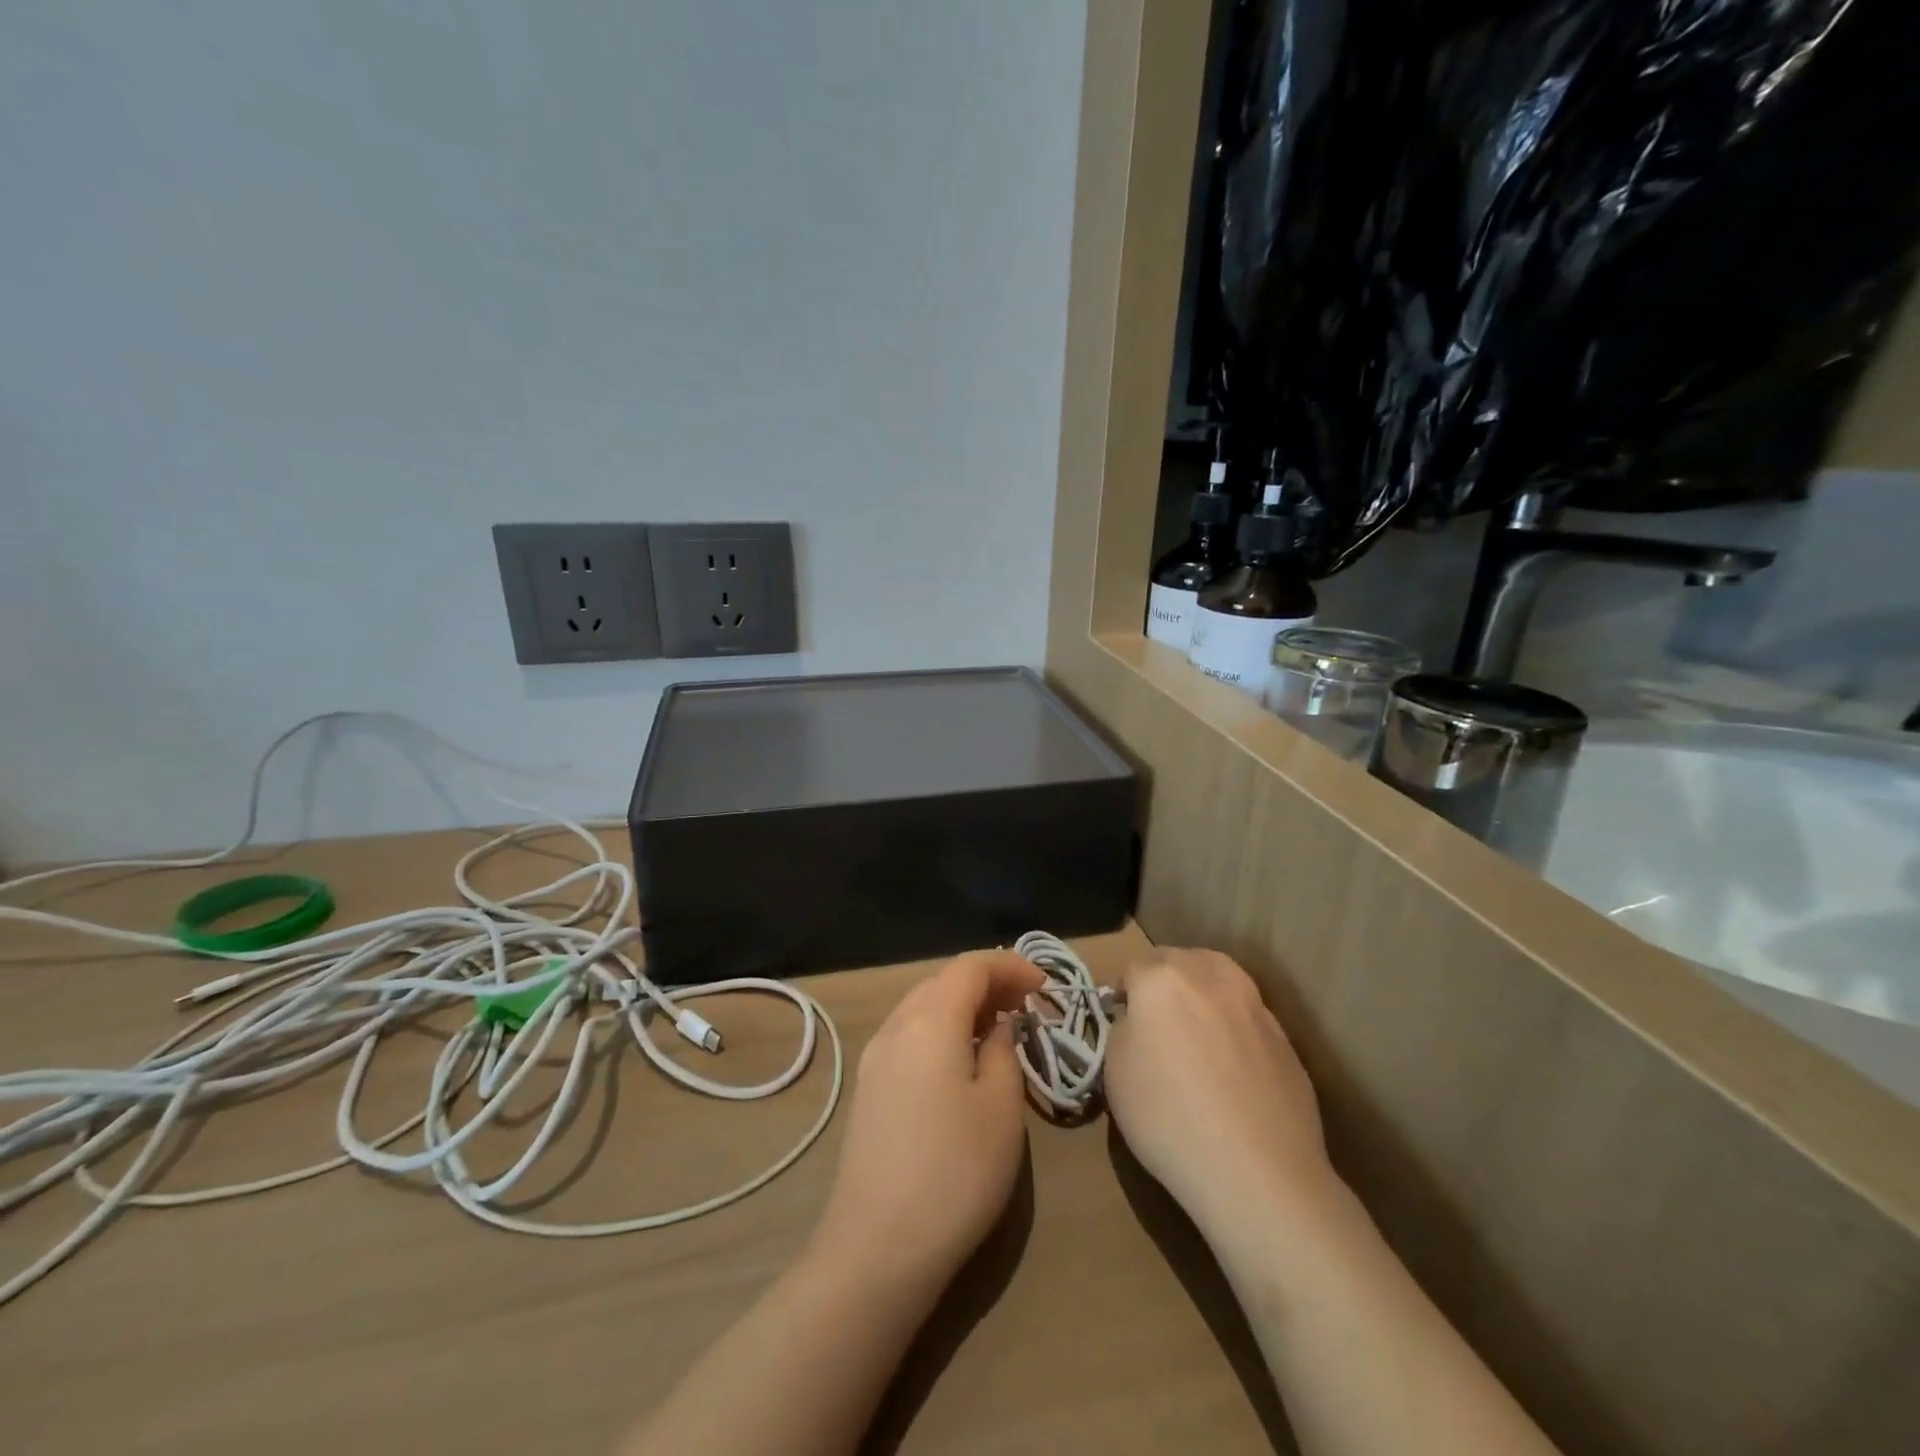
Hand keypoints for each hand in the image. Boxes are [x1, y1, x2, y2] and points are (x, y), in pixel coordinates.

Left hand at [809, 951, 1044, 1292]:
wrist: (877, 1248)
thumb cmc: (954, 1172)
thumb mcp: (1000, 1107)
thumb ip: (1002, 1051)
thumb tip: (996, 1029)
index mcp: (929, 1020)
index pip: (970, 966)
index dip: (1010, 965)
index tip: (1044, 987)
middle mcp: (895, 1026)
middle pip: (943, 980)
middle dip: (987, 983)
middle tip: (1026, 1006)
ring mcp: (875, 1058)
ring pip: (922, 1006)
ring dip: (962, 1005)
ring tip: (998, 1028)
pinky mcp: (868, 1088)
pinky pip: (909, 1034)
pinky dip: (941, 1029)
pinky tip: (960, 1060)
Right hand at [1104, 949, 1335, 1237]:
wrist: (1259, 1171)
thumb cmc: (1169, 1116)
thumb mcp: (1114, 1071)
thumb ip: (1123, 1029)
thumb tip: (1137, 1020)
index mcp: (1163, 978)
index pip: (1133, 967)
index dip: (1123, 993)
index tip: (1121, 1022)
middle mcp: (1211, 976)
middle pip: (1179, 962)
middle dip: (1163, 982)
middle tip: (1156, 1023)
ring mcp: (1254, 1004)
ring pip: (1218, 980)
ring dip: (1202, 995)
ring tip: (1195, 1035)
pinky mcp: (1285, 1037)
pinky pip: (1246, 1016)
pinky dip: (1233, 1027)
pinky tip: (1230, 1068)